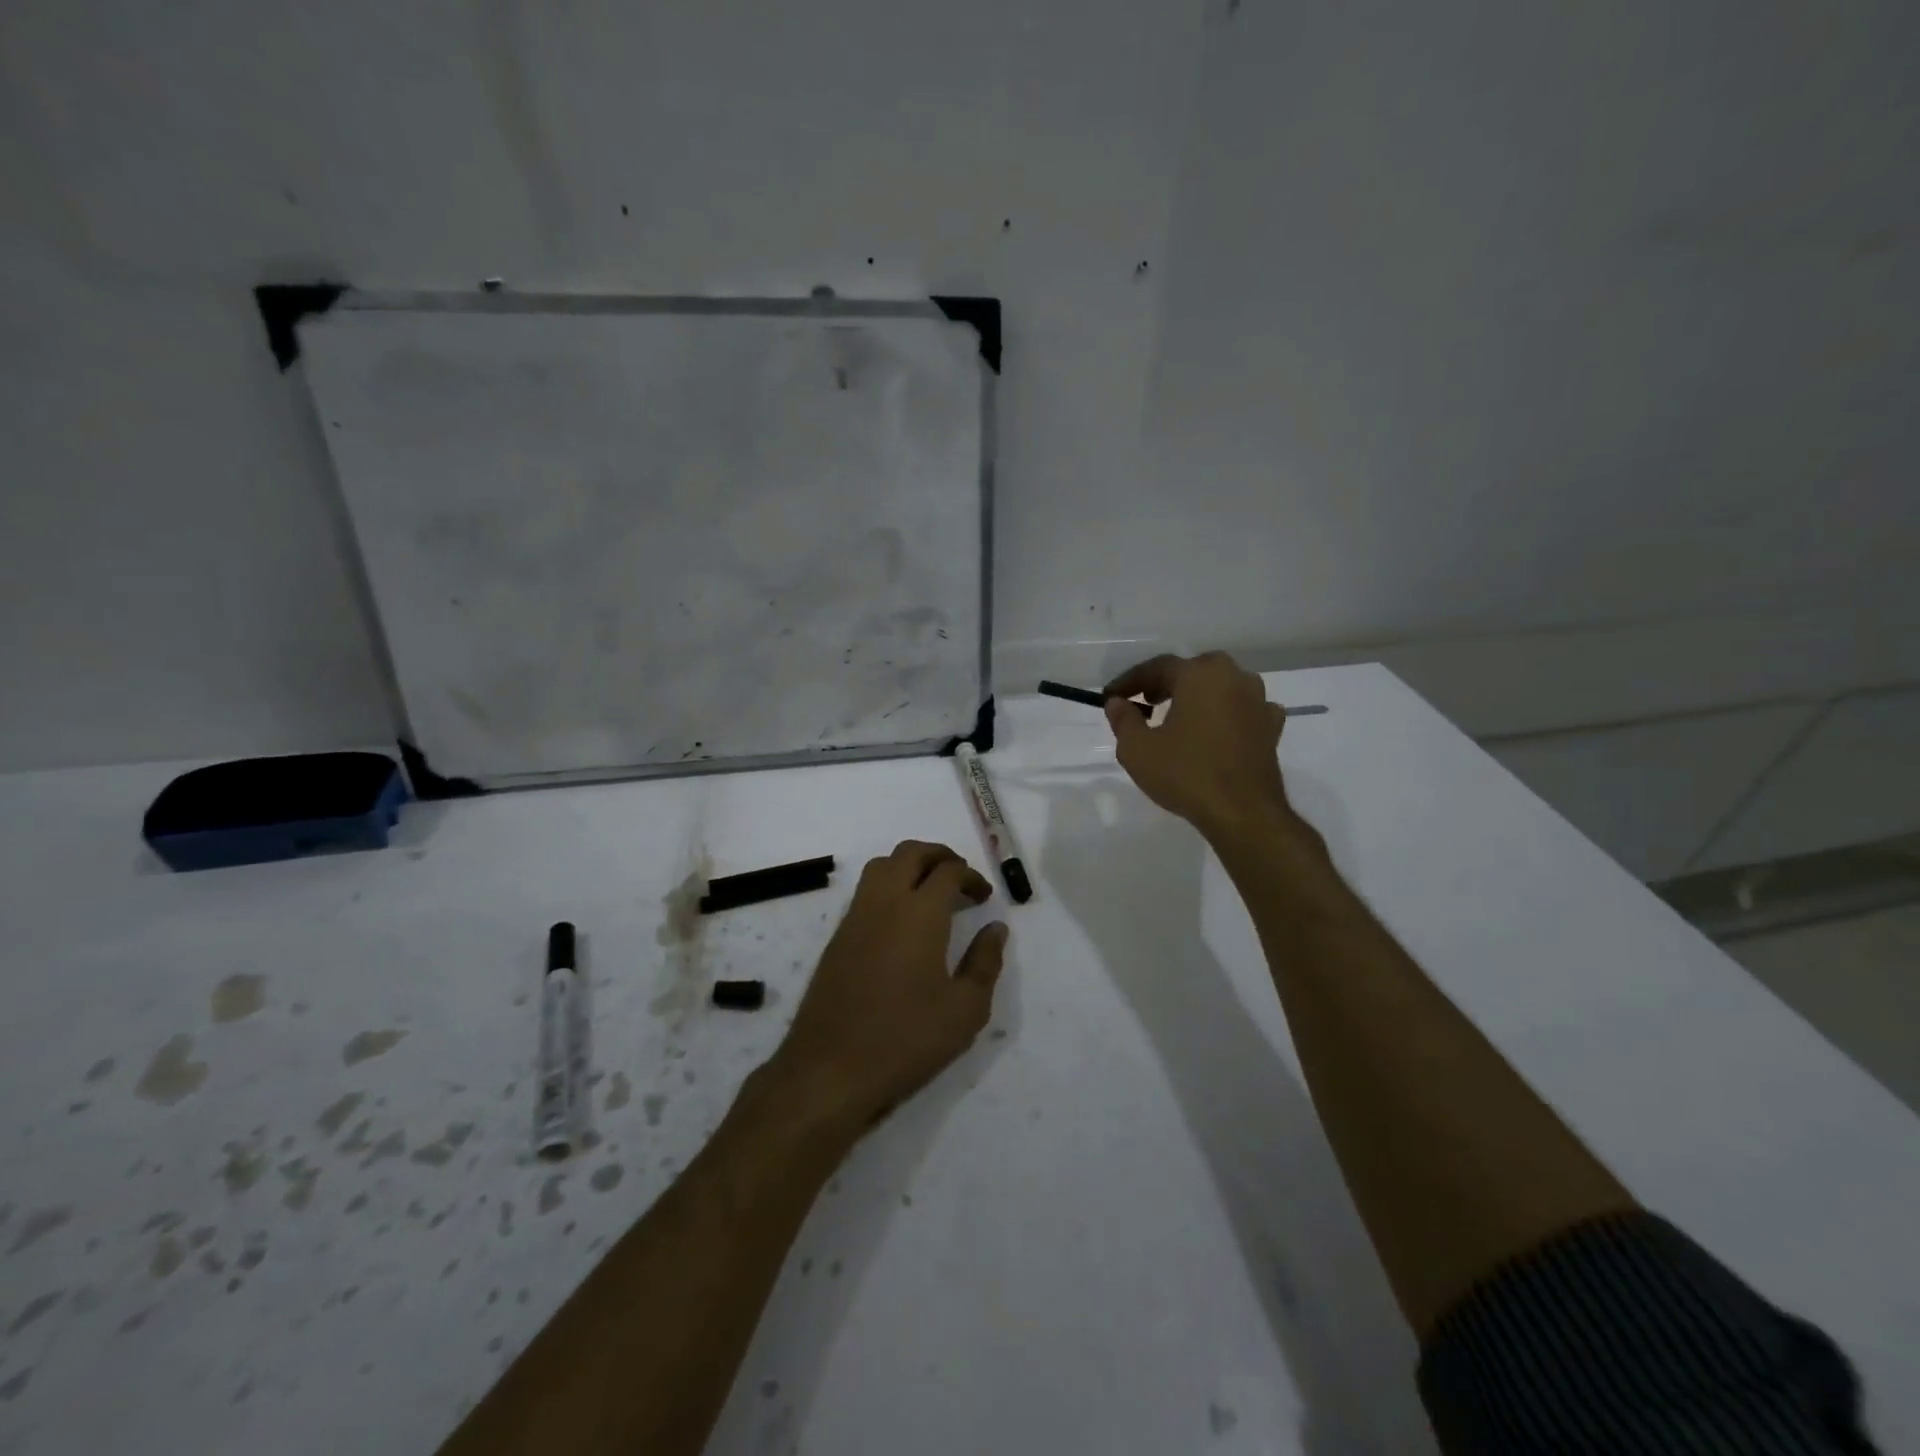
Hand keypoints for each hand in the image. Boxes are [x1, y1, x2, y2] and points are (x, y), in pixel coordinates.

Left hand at [774, 840, 1007, 1128]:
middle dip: (939, 856)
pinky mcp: (837, 937)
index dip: (971, 876)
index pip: (948, 871)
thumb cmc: (906, 1038)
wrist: (830, 1068)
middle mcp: (885, 902)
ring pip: (882, 866)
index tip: (984, 896)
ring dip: (909, 865)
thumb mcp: (965, 1009)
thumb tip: (995, 929)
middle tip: (960, 877)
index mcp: (920, 912)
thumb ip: (985, 962)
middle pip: (910, 853)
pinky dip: (888, 886)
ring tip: (931, 891)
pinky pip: (865, 891)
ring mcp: (855, 917)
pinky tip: (901, 920)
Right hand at [1103, 651, 1293, 840]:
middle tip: (1145, 703)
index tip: (1111, 697)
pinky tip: (1218, 729)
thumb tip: (1117, 702)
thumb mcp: (1137, 749)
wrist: (1242, 812)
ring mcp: (1258, 701)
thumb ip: (1123, 719)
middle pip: (1192, 671)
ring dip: (1198, 696)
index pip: (1157, 667)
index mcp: (1199, 674)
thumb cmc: (1185, 774)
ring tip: (1179, 717)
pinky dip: (1228, 713)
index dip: (1130, 681)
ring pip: (1221, 687)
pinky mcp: (1271, 727)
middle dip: (1166, 684)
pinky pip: (1244, 709)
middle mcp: (1233, 677)